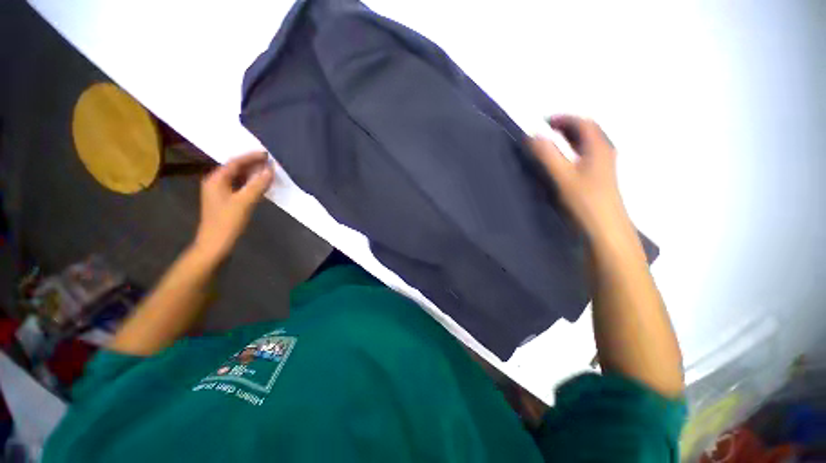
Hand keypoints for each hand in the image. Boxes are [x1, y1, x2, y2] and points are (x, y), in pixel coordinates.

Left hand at [192, 152, 274, 261]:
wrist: (216, 244)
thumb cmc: (227, 222)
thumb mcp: (244, 202)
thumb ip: (258, 185)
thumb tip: (270, 170)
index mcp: (216, 179)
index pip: (235, 162)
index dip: (251, 157)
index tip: (267, 154)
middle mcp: (216, 182)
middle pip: (235, 168)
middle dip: (253, 164)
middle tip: (270, 163)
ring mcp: (220, 192)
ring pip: (238, 178)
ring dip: (253, 174)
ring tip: (268, 172)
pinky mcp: (226, 200)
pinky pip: (240, 186)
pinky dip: (251, 184)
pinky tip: (261, 185)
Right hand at [530, 115, 632, 240]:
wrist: (605, 227)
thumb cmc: (585, 200)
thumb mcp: (563, 176)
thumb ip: (548, 155)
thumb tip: (534, 135)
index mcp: (598, 147)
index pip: (583, 122)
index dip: (563, 118)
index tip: (543, 121)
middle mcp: (604, 152)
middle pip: (587, 130)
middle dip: (566, 126)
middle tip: (546, 129)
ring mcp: (604, 165)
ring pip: (587, 143)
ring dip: (569, 138)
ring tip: (551, 142)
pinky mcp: (599, 177)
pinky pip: (586, 155)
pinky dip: (572, 150)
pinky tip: (563, 160)